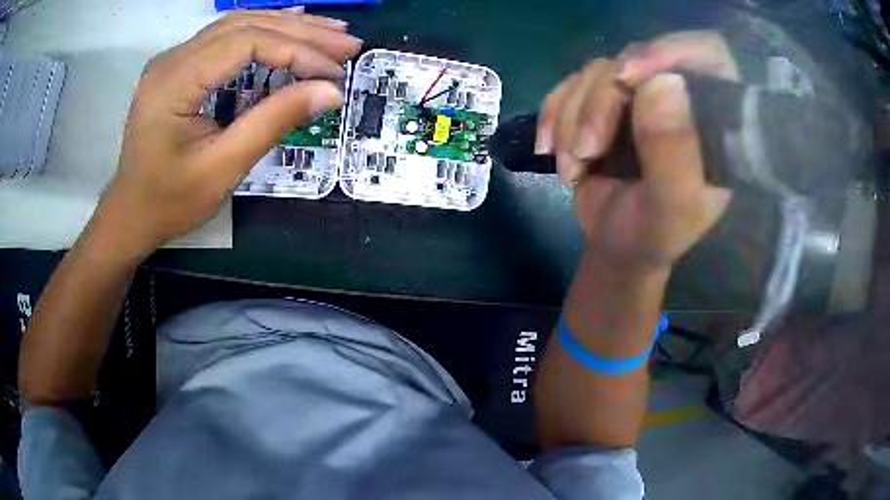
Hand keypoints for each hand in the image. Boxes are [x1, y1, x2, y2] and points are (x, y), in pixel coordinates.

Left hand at [89, 9, 361, 258]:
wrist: (130, 213)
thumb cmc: (169, 201)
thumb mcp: (222, 169)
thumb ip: (273, 122)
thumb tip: (330, 92)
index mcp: (174, 83)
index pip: (246, 42)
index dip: (296, 51)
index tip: (333, 73)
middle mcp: (172, 59)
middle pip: (245, 25)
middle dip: (301, 32)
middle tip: (347, 44)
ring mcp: (173, 60)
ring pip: (238, 24)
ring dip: (287, 26)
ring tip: (330, 33)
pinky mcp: (179, 66)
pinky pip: (225, 36)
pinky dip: (263, 29)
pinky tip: (290, 23)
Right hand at [535, 31, 735, 270]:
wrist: (616, 244)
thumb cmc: (652, 235)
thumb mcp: (670, 208)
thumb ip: (674, 153)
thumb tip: (663, 81)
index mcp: (713, 120)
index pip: (708, 55)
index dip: (671, 51)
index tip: (629, 76)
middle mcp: (680, 97)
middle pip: (638, 59)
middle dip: (601, 102)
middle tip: (587, 150)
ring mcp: (640, 95)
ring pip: (598, 71)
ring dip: (572, 117)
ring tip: (572, 166)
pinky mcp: (606, 99)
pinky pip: (571, 84)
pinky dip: (554, 114)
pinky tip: (550, 148)